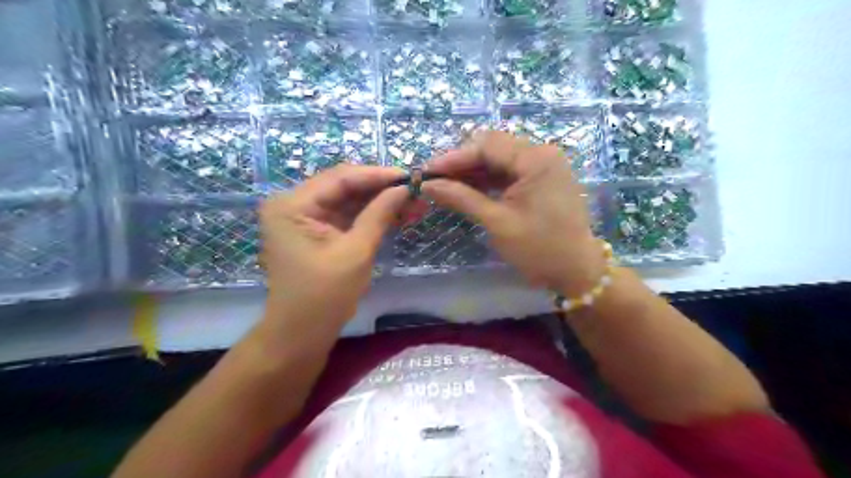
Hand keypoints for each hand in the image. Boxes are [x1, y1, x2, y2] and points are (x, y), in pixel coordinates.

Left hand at [259, 167, 408, 329]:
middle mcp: (294, 204)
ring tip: (415, 203)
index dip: (378, 175)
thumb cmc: (324, 296)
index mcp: (292, 205)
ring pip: (349, 200)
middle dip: (382, 189)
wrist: (302, 334)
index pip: (340, 178)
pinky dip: (371, 216)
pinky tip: (398, 214)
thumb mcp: (356, 252)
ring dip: (380, 202)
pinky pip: (347, 216)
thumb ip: (379, 214)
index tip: (411, 176)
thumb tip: (406, 187)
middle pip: (345, 186)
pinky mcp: (317, 231)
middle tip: (417, 191)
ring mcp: (305, 217)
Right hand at [426, 131, 603, 294]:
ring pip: (499, 160)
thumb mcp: (497, 222)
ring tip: (445, 186)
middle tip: (434, 180)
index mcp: (536, 159)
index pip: (486, 145)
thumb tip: (427, 185)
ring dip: (473, 172)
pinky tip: (468, 190)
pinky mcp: (543, 179)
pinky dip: (488, 181)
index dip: (453, 158)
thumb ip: (461, 198)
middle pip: (493, 148)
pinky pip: (510, 172)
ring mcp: (544, 166)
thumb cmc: (539, 249)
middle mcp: (542, 153)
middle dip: (462, 164)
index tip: (426, 172)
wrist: (577, 272)